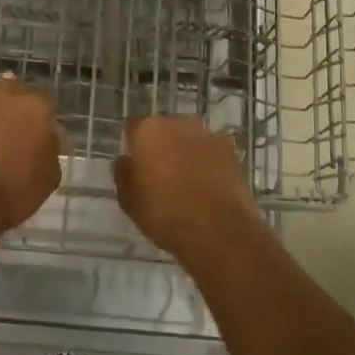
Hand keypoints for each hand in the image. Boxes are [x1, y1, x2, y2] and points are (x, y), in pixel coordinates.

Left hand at [0, 77, 62, 246]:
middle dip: (21, 109)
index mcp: (38, 107)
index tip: (44, 135)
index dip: (46, 121)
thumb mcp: (49, 177)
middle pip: (19, 94)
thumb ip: (50, 151)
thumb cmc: (14, 188)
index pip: (48, 105)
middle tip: (21, 131)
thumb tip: (43, 143)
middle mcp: (9, 97)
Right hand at [113, 116, 262, 258]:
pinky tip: (208, 187)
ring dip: (186, 153)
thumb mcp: (129, 200)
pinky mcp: (232, 152)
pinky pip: (212, 153)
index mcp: (150, 130)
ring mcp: (209, 136)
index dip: (133, 144)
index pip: (133, 127)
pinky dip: (208, 164)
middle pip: (165, 130)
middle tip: (159, 174)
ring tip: (186, 183)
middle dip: (161, 146)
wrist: (218, 230)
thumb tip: (126, 160)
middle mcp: (180, 123)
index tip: (134, 164)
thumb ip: (123, 173)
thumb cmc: (165, 213)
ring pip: (190, 140)